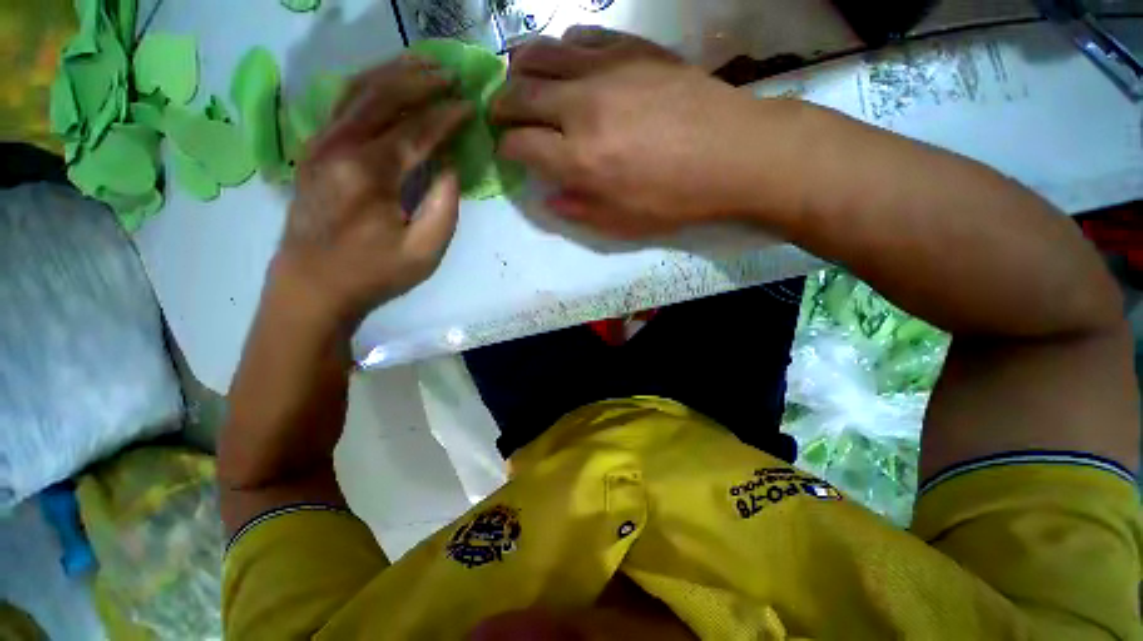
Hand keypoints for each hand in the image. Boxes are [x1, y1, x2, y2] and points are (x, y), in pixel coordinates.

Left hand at [269, 56, 472, 329]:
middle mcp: (338, 146)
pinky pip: (342, 105)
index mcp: (368, 173)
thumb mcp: (424, 251)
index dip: (447, 117)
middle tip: (450, 73)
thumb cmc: (373, 273)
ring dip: (393, 74)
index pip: (415, 131)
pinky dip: (369, 88)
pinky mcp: (313, 151)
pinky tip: (388, 84)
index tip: (471, 106)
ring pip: (358, 92)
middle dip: (420, 80)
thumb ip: (443, 207)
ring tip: (423, 65)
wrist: (312, 286)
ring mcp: (319, 144)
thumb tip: (449, 167)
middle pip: (382, 96)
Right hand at [493, 27, 767, 238]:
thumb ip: (577, 210)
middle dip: (502, 106)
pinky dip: (561, 46)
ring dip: (520, 68)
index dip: (506, 149)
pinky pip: (582, 37)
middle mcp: (581, 108)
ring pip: (542, 54)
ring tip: (518, 79)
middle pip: (520, 94)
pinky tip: (563, 59)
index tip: (508, 152)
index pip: (520, 145)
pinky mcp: (632, 49)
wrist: (733, 155)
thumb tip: (548, 197)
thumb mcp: (622, 223)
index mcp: (578, 159)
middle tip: (501, 114)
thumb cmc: (675, 199)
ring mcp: (606, 70)